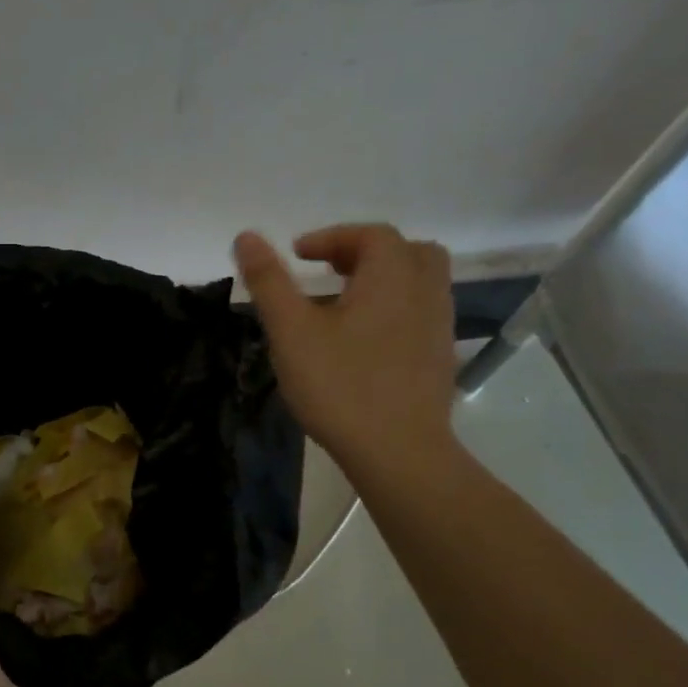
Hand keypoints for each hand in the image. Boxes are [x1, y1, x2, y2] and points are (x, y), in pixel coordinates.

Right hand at [233, 223, 456, 477]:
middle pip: (406, 251)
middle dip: (365, 252)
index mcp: (392, 277)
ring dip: (383, 280)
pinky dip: (394, 308)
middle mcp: (425, 292)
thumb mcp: (291, 331)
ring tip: (344, 304)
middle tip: (328, 271)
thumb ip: (269, 282)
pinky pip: (421, 313)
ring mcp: (439, 326)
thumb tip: (246, 235)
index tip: (298, 254)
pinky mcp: (440, 357)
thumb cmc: (340, 386)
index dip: (332, 237)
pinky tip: (365, 340)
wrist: (399, 451)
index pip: (370, 235)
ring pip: (419, 283)